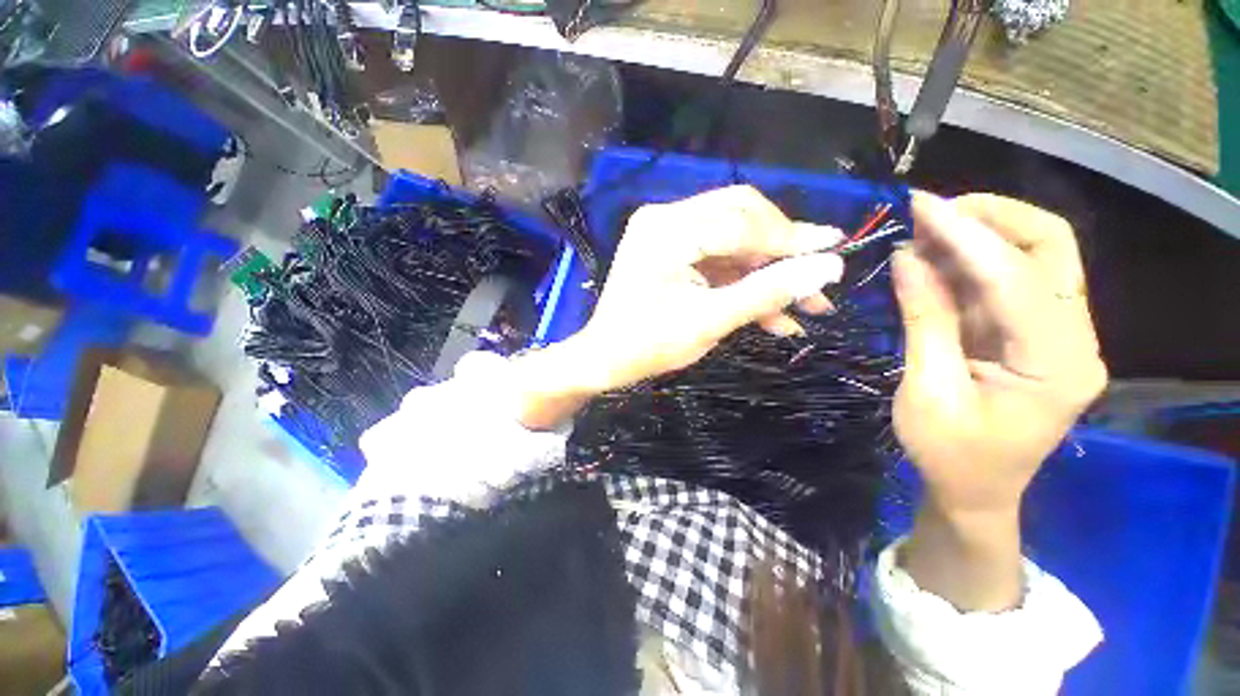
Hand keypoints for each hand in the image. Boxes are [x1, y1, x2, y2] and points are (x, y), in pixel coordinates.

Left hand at [514, 185, 844, 428]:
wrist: (605, 360)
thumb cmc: (649, 344)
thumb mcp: (710, 321)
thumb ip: (767, 292)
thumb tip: (828, 267)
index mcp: (668, 230)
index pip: (742, 221)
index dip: (791, 238)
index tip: (836, 250)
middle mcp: (666, 219)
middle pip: (741, 220)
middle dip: (781, 254)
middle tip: (816, 282)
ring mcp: (667, 235)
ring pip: (733, 243)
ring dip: (767, 273)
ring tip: (806, 307)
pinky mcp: (671, 253)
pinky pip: (717, 260)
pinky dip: (743, 283)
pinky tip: (773, 314)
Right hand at [893, 192, 1106, 610]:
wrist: (976, 491)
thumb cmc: (950, 455)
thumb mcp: (927, 391)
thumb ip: (923, 321)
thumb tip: (908, 258)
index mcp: (1057, 367)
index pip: (1017, 280)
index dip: (968, 237)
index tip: (920, 206)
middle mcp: (1074, 341)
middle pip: (1052, 249)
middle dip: (994, 217)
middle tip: (933, 210)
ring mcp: (1059, 335)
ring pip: (1034, 257)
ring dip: (980, 234)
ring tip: (924, 228)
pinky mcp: (1036, 334)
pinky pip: (1008, 281)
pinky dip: (971, 261)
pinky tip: (935, 256)